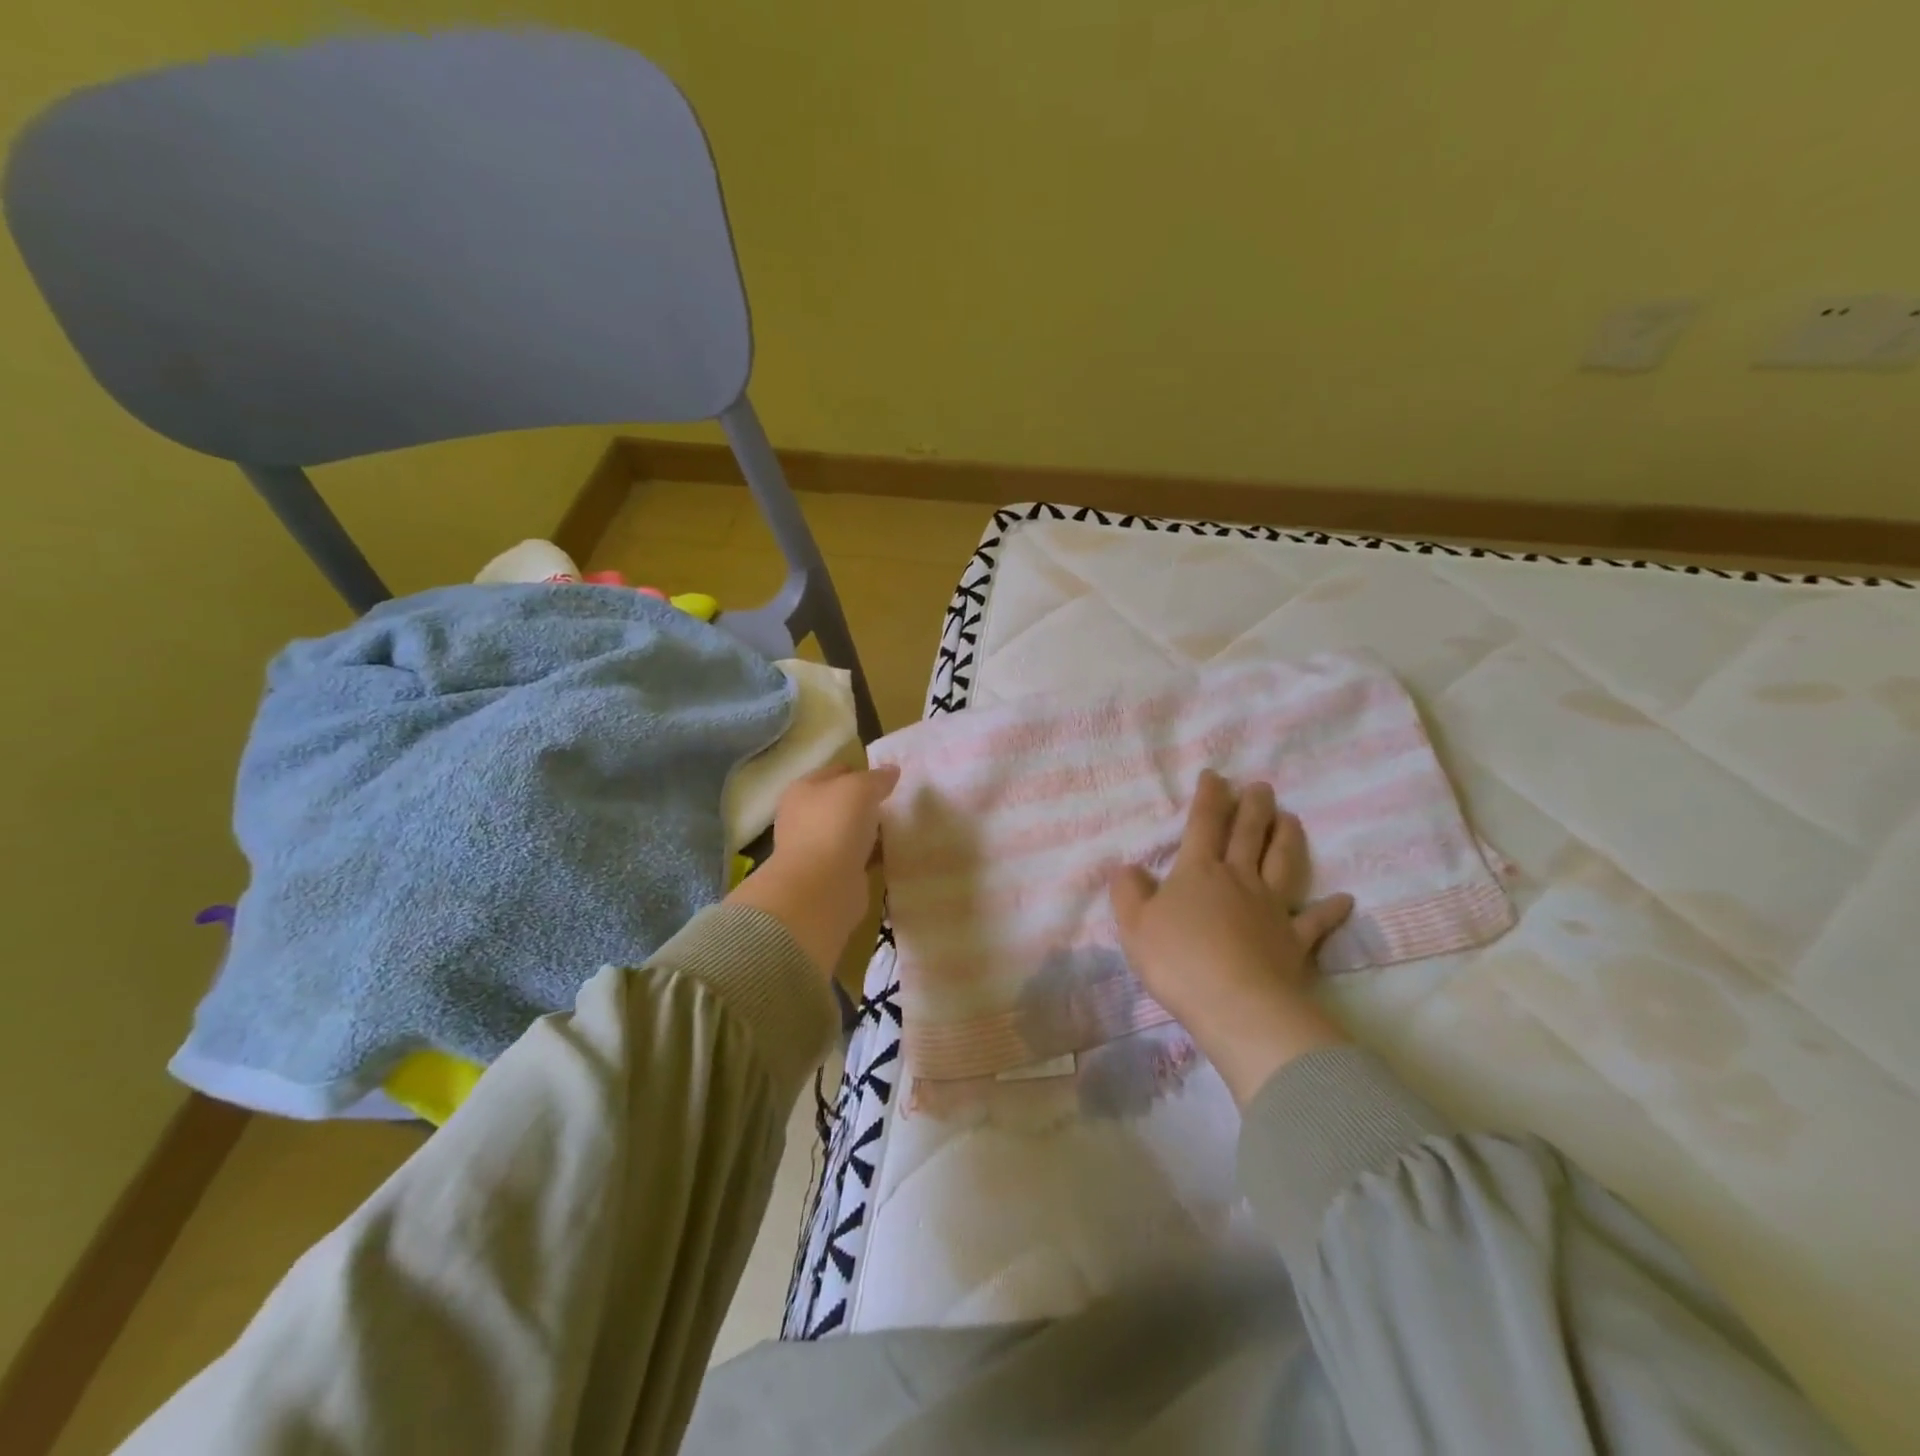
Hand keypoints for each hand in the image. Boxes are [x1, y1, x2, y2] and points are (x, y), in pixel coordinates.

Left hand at [728, 762, 899, 972]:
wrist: (821, 888)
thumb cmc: (835, 826)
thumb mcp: (860, 788)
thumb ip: (877, 778)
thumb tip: (891, 771)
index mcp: (804, 790)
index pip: (836, 772)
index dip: (861, 771)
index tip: (889, 778)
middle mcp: (805, 817)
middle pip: (842, 803)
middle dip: (867, 802)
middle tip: (897, 802)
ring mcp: (817, 848)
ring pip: (850, 831)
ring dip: (870, 831)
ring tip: (900, 826)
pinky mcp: (832, 874)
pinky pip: (858, 857)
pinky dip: (873, 855)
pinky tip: (893, 852)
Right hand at [1109, 770, 1354, 1104]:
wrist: (1237, 1004)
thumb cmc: (1178, 960)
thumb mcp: (1134, 924)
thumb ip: (1129, 891)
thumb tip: (1129, 867)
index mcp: (1198, 872)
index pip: (1204, 824)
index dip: (1208, 797)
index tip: (1215, 775)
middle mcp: (1239, 879)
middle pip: (1248, 835)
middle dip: (1253, 807)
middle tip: (1262, 786)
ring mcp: (1272, 908)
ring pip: (1282, 864)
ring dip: (1286, 839)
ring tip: (1291, 818)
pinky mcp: (1295, 941)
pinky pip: (1315, 921)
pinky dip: (1330, 910)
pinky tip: (1343, 900)